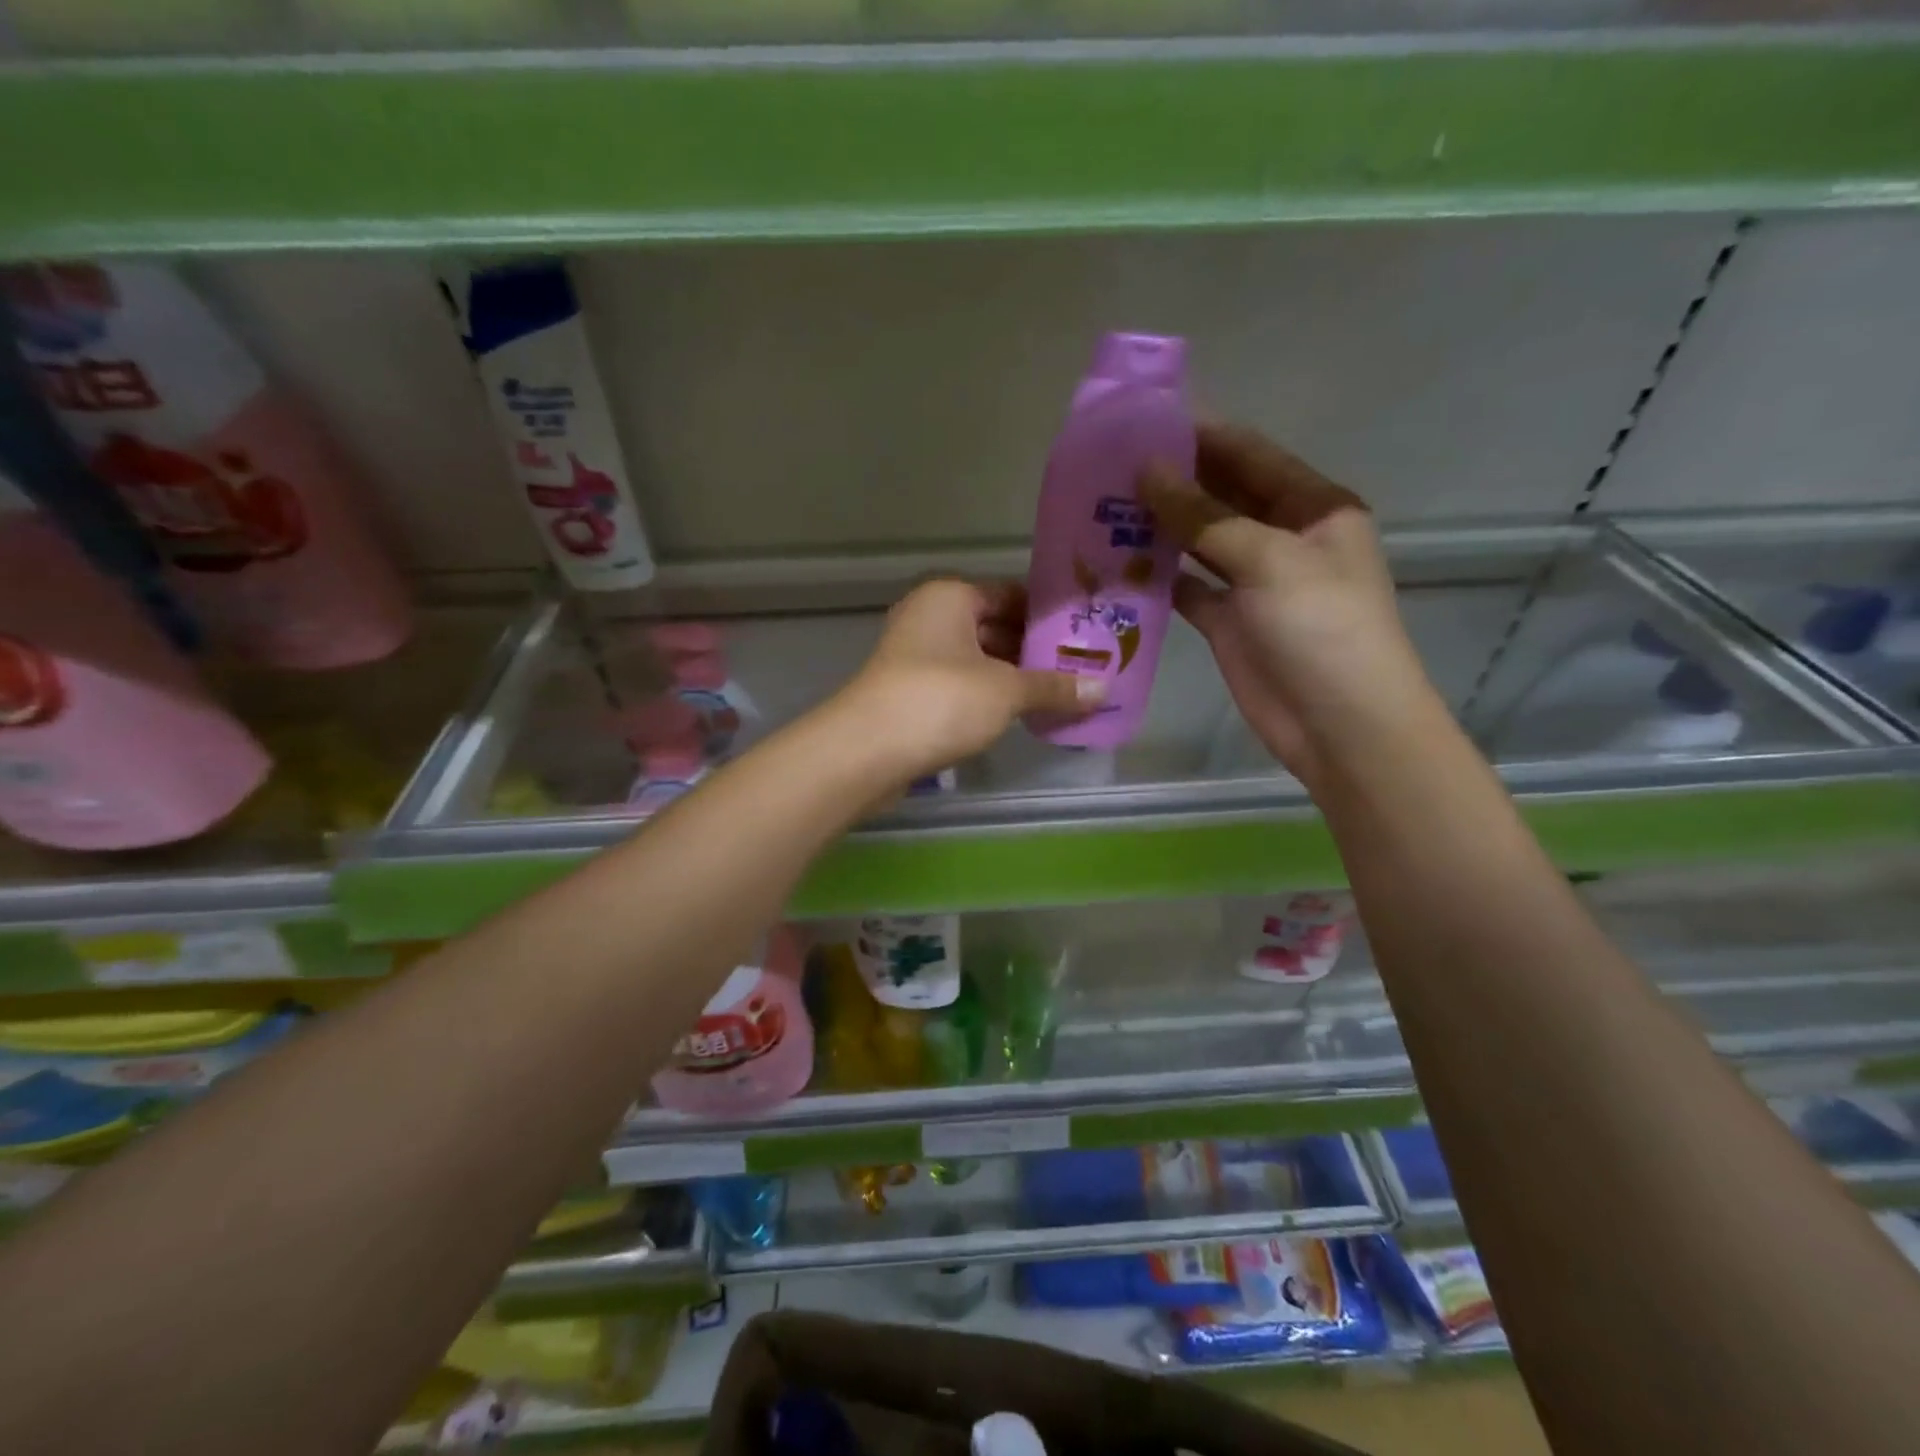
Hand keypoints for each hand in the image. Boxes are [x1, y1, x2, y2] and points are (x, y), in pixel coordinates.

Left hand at [839, 579, 1103, 786]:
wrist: (867, 750)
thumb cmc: (942, 700)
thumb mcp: (1007, 691)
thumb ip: (1054, 687)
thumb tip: (1104, 690)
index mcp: (950, 596)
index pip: (1010, 594)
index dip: (1047, 615)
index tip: (1084, 634)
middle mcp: (929, 617)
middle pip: (993, 626)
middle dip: (1033, 650)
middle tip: (1080, 668)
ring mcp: (915, 655)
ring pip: (977, 659)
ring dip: (1012, 676)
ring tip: (1059, 694)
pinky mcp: (909, 691)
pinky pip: (960, 684)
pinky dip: (988, 696)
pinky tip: (1019, 714)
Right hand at [1140, 422, 1440, 788]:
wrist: (1339, 724)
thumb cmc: (1321, 628)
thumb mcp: (1269, 560)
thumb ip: (1205, 517)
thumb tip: (1148, 471)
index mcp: (1312, 507)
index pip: (1250, 455)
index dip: (1201, 434)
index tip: (1144, 419)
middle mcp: (1282, 536)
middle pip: (1221, 496)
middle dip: (1174, 479)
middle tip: (1110, 464)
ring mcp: (1253, 581)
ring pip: (1199, 541)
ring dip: (1159, 525)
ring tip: (1104, 505)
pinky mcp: (1228, 621)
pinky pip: (1187, 587)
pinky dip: (1157, 575)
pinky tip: (1118, 561)